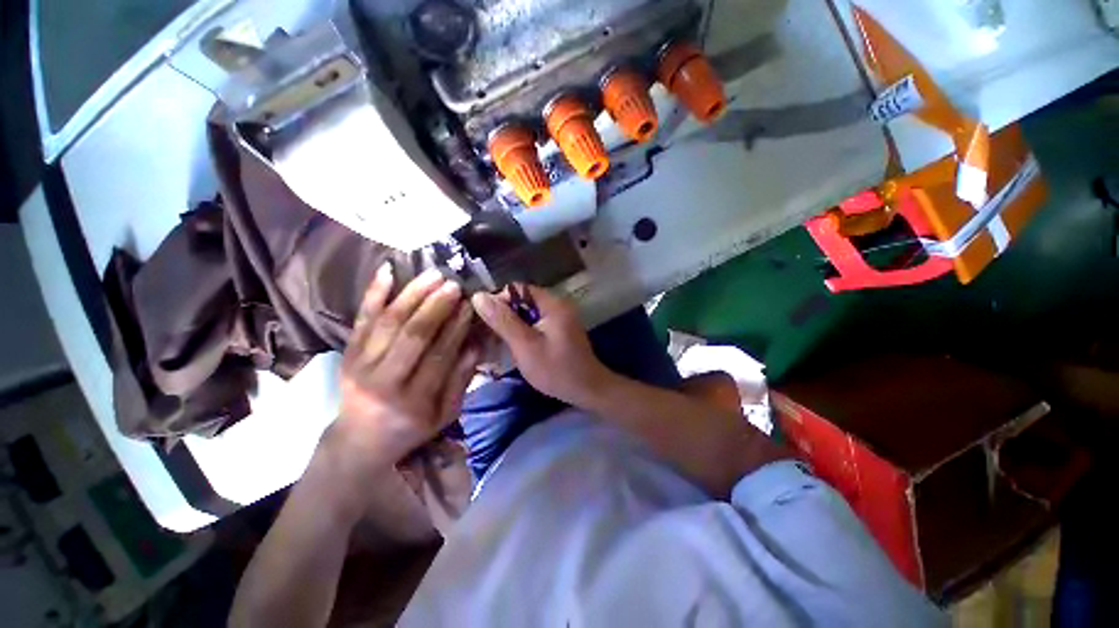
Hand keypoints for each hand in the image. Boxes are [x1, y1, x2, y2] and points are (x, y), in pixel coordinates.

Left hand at [331, 265, 478, 473]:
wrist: (359, 440)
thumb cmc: (411, 428)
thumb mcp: (445, 414)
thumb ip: (461, 379)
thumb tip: (476, 343)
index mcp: (414, 401)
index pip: (440, 354)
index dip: (457, 326)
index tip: (471, 304)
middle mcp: (383, 381)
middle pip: (412, 334)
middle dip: (436, 306)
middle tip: (454, 284)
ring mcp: (360, 365)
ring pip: (388, 321)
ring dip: (413, 294)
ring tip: (434, 275)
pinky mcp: (348, 353)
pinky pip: (361, 319)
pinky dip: (374, 293)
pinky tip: (387, 270)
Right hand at [471, 285, 613, 406]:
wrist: (587, 390)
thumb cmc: (555, 369)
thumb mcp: (525, 345)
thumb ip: (503, 320)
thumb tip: (479, 296)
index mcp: (552, 303)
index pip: (518, 289)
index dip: (498, 300)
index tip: (484, 320)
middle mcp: (558, 305)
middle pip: (522, 300)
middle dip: (504, 314)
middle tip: (487, 333)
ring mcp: (560, 318)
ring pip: (528, 313)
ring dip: (512, 325)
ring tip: (496, 341)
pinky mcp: (559, 330)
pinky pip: (536, 323)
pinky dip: (523, 331)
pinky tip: (514, 345)